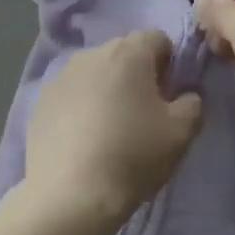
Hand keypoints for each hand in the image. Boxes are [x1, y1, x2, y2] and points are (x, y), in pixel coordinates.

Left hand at [25, 32, 201, 229]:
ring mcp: (61, 75)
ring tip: (111, 130)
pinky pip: (72, 94)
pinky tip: (84, 141)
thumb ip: (192, 104)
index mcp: (129, 52)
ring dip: (107, 90)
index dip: (169, 64)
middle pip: (124, 53)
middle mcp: (92, 53)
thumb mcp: (181, 133)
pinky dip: (81, 107)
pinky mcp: (41, 100)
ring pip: (95, 73)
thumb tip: (187, 95)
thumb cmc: (132, 156)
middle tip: (143, 115)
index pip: (158, 39)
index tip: (168, 97)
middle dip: (137, 76)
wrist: (69, 195)